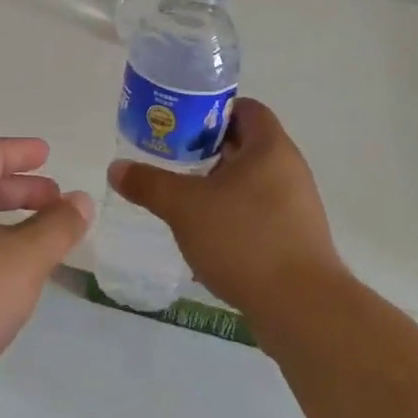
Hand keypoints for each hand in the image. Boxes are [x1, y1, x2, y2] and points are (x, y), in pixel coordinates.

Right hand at [106, 98, 341, 320]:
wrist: (302, 309)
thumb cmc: (244, 239)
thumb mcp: (185, 207)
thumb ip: (149, 184)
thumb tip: (116, 168)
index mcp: (270, 147)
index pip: (244, 109)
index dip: (211, 111)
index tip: (180, 126)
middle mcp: (289, 169)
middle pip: (245, 145)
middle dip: (207, 151)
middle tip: (172, 160)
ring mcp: (296, 206)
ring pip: (251, 182)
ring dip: (218, 186)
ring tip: (183, 200)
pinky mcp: (296, 239)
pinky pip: (259, 213)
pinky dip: (233, 216)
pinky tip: (206, 236)